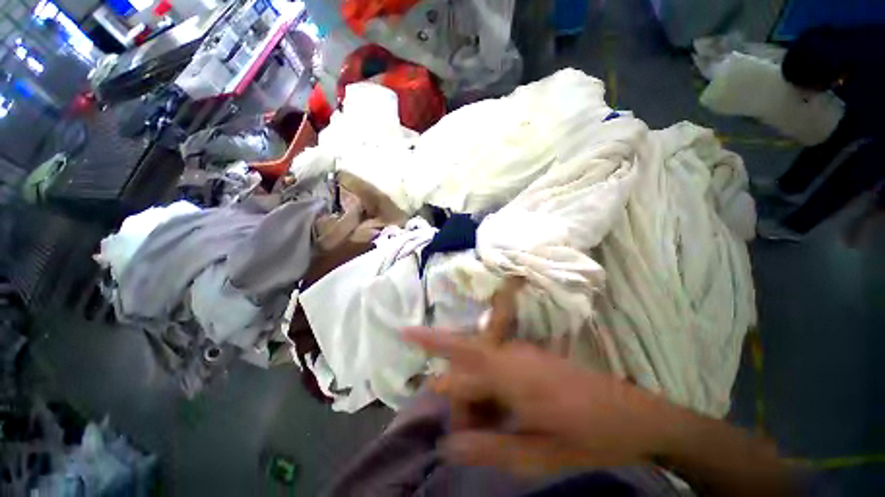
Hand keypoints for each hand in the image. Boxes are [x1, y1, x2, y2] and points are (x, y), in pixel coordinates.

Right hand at [404, 328, 675, 476]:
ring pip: (481, 370)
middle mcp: (511, 356)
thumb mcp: (538, 455)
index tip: (405, 330)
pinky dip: (491, 394)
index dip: (429, 341)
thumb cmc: (589, 437)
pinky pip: (497, 370)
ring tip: (493, 433)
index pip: (458, 353)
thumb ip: (488, 447)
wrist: (635, 416)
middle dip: (460, 401)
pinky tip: (504, 417)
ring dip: (477, 401)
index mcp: (510, 374)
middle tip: (470, 438)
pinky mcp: (530, 359)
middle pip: (467, 368)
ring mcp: (522, 355)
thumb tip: (447, 443)